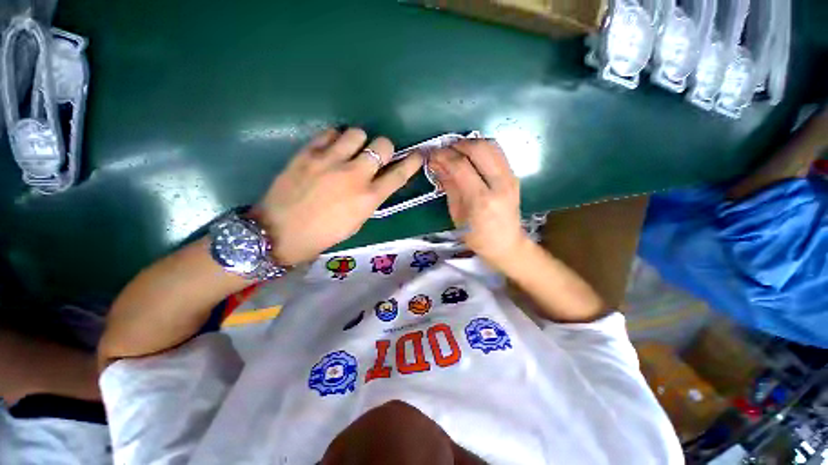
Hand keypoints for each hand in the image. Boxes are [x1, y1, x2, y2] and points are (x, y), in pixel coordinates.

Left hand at [253, 128, 422, 265]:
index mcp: (368, 198)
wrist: (279, 232)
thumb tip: (376, 181)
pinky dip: (335, 139)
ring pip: (357, 133)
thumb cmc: (324, 234)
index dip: (412, 162)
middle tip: (374, 157)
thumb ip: (370, 199)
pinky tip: (330, 150)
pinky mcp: (308, 153)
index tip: (419, 154)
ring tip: (349, 151)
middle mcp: (354, 175)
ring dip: (359, 141)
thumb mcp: (357, 222)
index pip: (399, 174)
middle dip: (383, 149)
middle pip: (382, 144)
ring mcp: (330, 161)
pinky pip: (330, 133)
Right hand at [428, 139, 530, 267]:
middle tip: (444, 150)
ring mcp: (510, 178)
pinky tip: (471, 156)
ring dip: (470, 143)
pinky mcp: (514, 176)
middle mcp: (499, 184)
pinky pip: (497, 152)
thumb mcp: (456, 214)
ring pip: (491, 145)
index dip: (443, 156)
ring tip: (456, 151)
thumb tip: (437, 164)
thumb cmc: (476, 236)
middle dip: (457, 145)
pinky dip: (482, 148)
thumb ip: (449, 186)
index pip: (460, 166)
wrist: (506, 244)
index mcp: (481, 199)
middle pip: (478, 149)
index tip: (432, 154)